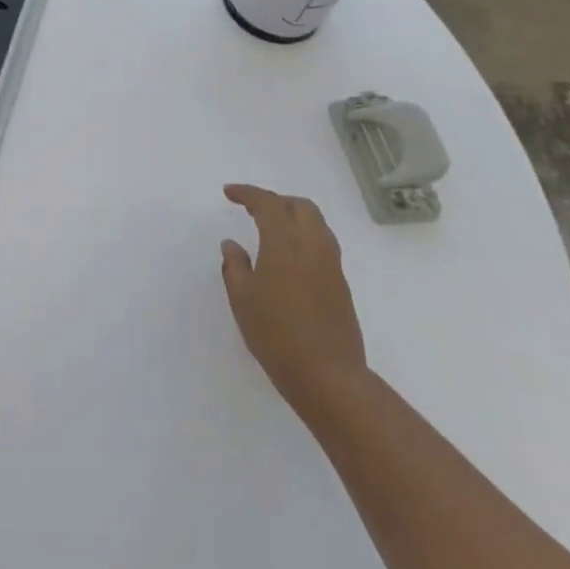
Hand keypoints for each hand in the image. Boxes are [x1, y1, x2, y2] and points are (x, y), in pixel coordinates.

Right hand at [220, 185, 367, 413]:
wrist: (327, 375)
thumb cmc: (275, 334)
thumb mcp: (242, 299)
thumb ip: (234, 266)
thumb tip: (231, 244)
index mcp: (285, 243)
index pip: (268, 203)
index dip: (247, 193)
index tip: (229, 193)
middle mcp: (313, 245)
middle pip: (300, 206)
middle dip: (276, 201)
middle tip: (252, 210)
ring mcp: (331, 265)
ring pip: (316, 223)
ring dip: (293, 216)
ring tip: (270, 230)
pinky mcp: (340, 283)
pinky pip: (322, 243)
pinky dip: (303, 236)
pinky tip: (286, 256)